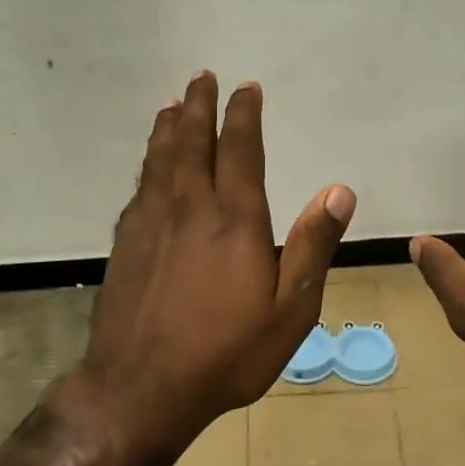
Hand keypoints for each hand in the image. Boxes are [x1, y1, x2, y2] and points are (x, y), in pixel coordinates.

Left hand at [69, 71, 355, 454]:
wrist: (141, 388)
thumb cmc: (227, 353)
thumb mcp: (290, 310)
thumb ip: (313, 246)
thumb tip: (340, 190)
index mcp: (235, 218)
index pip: (240, 149)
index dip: (243, 114)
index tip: (245, 88)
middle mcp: (189, 207)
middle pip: (192, 142)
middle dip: (198, 106)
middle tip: (201, 78)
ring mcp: (149, 223)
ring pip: (159, 160)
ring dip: (168, 128)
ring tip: (171, 106)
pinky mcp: (124, 244)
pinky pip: (138, 189)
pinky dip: (147, 165)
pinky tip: (149, 167)